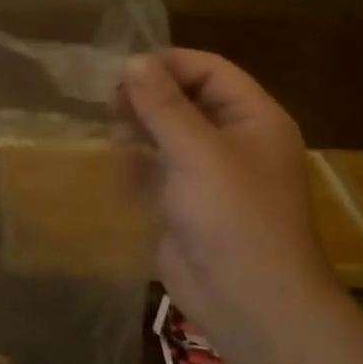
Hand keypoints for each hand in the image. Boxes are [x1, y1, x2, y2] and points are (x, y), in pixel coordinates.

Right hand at [121, 50, 331, 326]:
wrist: (249, 303)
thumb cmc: (232, 217)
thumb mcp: (196, 152)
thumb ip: (163, 104)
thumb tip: (133, 61)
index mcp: (253, 119)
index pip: (209, 70)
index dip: (168, 65)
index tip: (123, 72)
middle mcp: (233, 140)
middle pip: (186, 99)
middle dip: (148, 98)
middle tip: (109, 104)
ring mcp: (208, 174)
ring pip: (166, 134)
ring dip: (138, 130)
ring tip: (110, 136)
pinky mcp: (185, 203)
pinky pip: (156, 169)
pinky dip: (136, 164)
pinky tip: (117, 168)